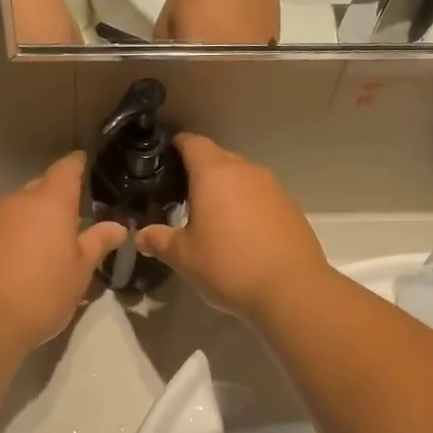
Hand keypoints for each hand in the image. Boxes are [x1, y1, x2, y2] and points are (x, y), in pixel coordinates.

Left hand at [0, 153, 126, 351]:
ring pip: (16, 210)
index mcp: (50, 203)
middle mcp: (17, 202)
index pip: (66, 169)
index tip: (85, 163)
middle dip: (55, 198)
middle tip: (71, 219)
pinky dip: (9, 238)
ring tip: (43, 248)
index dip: (77, 164)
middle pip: (39, 188)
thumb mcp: (80, 272)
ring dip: (30, 221)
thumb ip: (97, 243)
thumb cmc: (42, 294)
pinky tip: (14, 265)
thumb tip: (117, 226)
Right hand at [135, 135, 329, 322]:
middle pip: (218, 158)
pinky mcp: (291, 207)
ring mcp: (273, 188)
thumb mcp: (184, 257)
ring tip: (212, 217)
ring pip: (242, 177)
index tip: (164, 158)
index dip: (176, 146)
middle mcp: (246, 171)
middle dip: (200, 171)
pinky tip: (242, 234)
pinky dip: (248, 206)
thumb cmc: (229, 265)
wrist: (291, 289)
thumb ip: (159, 240)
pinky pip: (261, 196)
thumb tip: (141, 235)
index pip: (192, 143)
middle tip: (182, 195)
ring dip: (226, 190)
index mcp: (215, 174)